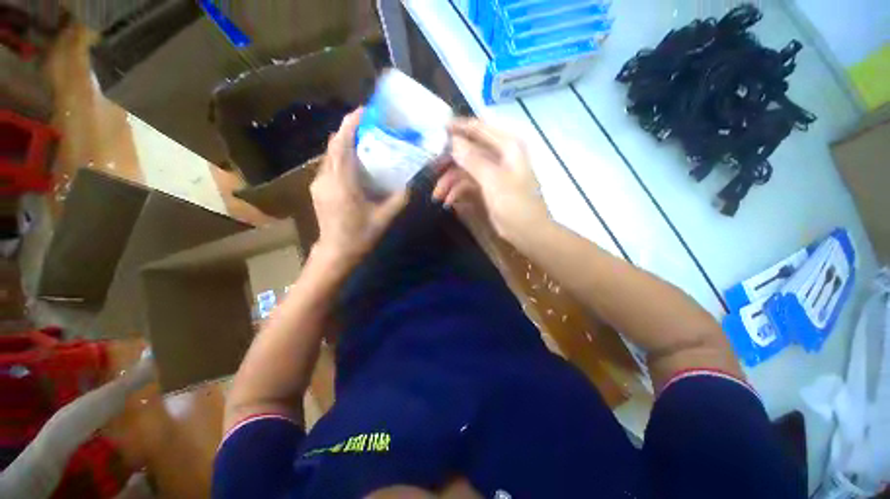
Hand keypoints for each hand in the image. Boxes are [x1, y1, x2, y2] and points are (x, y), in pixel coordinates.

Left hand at [310, 108, 408, 270]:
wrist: (336, 253)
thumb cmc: (361, 236)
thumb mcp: (385, 217)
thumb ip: (400, 198)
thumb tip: (413, 182)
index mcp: (342, 182)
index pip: (343, 143)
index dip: (352, 123)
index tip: (365, 111)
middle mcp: (325, 177)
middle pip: (334, 144)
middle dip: (350, 129)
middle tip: (371, 125)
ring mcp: (318, 182)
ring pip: (330, 153)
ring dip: (345, 142)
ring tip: (365, 140)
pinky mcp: (318, 188)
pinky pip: (329, 164)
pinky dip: (341, 156)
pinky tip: (355, 162)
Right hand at [433, 118, 548, 242]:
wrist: (529, 233)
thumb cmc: (515, 205)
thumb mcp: (493, 181)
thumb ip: (473, 160)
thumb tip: (454, 141)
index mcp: (507, 147)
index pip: (479, 128)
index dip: (458, 127)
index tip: (437, 130)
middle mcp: (500, 156)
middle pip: (469, 151)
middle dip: (449, 162)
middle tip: (432, 170)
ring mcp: (494, 173)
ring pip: (466, 169)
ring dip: (450, 181)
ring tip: (437, 196)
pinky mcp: (489, 188)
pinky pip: (469, 184)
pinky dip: (458, 191)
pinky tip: (449, 202)